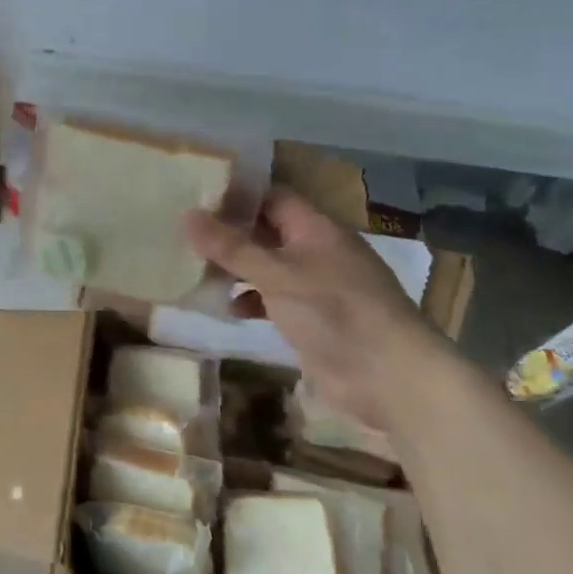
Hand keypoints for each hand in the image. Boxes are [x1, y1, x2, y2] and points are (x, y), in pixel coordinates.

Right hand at [183, 188, 447, 428]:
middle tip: (182, 230)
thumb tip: (187, 215)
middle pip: (266, 231)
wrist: (390, 378)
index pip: (272, 197)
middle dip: (228, 232)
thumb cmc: (335, 311)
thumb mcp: (276, 274)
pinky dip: (248, 300)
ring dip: (234, 268)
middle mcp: (316, 252)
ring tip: (191, 267)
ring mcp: (315, 287)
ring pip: (266, 266)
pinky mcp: (311, 320)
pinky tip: (223, 307)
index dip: (236, 194)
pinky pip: (271, 299)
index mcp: (316, 229)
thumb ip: (231, 247)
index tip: (195, 195)